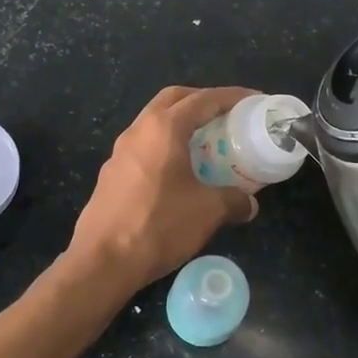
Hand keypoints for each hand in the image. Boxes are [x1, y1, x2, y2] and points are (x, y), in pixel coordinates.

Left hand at [67, 86, 259, 295]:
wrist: (102, 261)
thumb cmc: (159, 225)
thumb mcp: (208, 211)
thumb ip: (234, 200)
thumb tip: (250, 204)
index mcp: (163, 128)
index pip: (203, 99)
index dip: (233, 97)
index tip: (255, 100)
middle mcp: (138, 130)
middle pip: (173, 100)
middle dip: (202, 100)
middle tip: (227, 115)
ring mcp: (119, 152)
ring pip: (154, 122)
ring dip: (180, 124)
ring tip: (206, 143)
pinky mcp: (111, 174)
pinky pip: (144, 147)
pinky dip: (166, 147)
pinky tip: (179, 172)